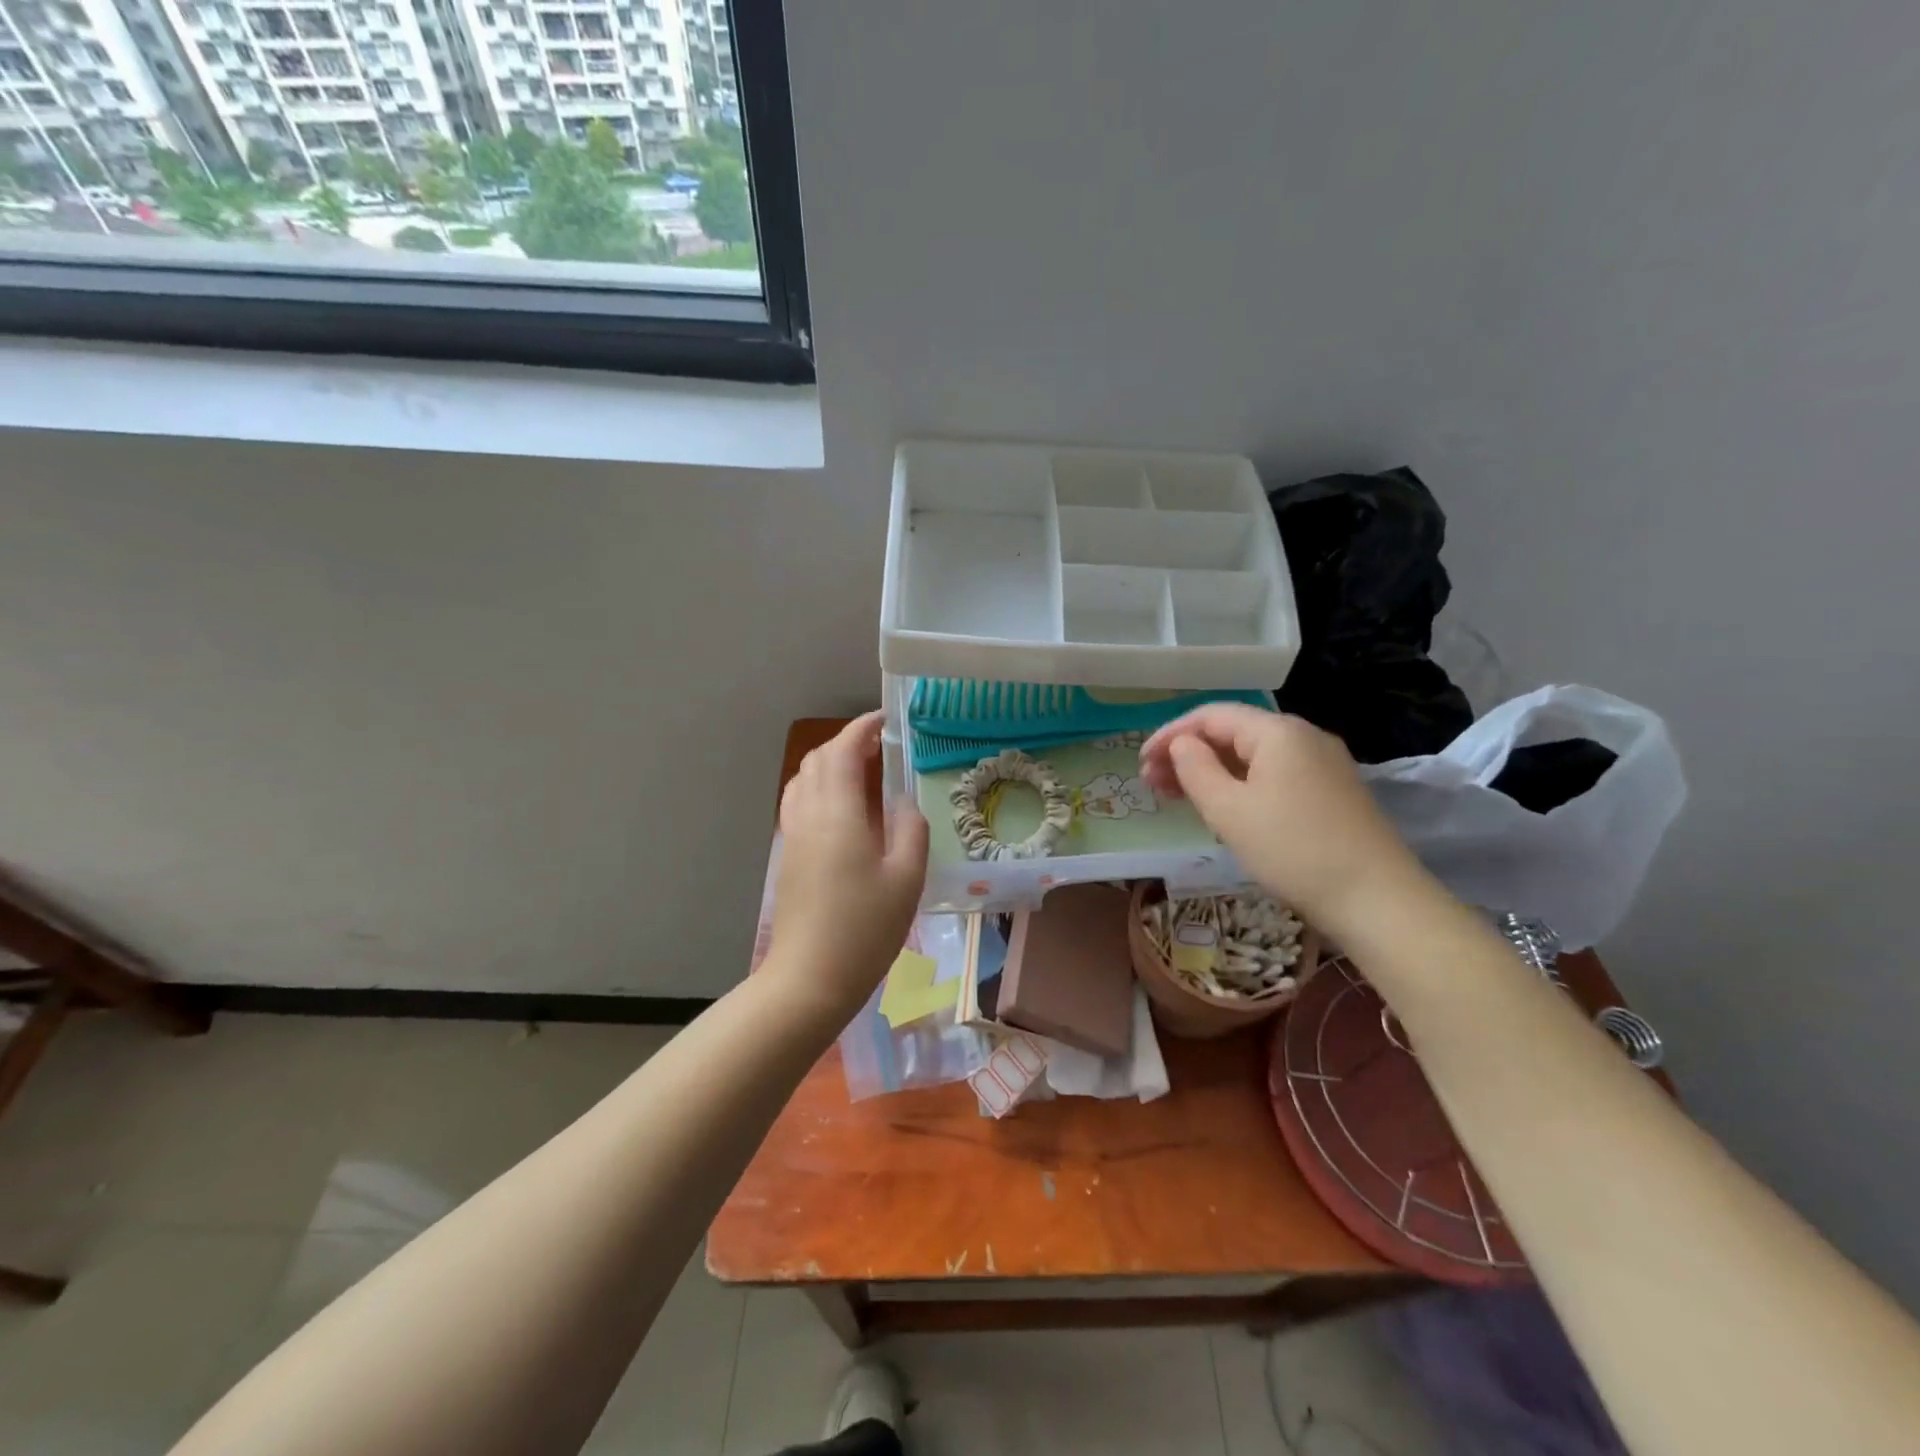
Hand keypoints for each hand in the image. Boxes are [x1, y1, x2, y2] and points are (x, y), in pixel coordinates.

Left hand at [770, 712, 928, 1020]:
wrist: (810, 977)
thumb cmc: (864, 927)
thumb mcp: (906, 878)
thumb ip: (910, 829)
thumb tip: (904, 802)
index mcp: (837, 811)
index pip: (843, 750)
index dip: (863, 727)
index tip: (887, 719)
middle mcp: (808, 814)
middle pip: (818, 758)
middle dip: (848, 742)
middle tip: (882, 748)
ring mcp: (793, 835)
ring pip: (804, 779)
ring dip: (831, 764)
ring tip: (865, 774)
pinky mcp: (788, 855)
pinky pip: (800, 802)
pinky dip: (820, 788)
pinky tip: (845, 811)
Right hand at [1139, 704, 1427, 935]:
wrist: (1377, 899)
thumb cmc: (1293, 849)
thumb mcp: (1228, 810)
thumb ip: (1196, 769)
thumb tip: (1182, 744)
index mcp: (1277, 732)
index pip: (1211, 716)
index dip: (1170, 734)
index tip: (1140, 762)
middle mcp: (1303, 737)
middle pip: (1232, 733)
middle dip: (1187, 754)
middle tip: (1152, 784)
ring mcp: (1322, 765)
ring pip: (1252, 757)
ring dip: (1210, 771)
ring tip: (1176, 797)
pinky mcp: (1331, 792)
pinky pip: (1273, 776)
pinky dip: (1238, 785)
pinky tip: (1221, 808)